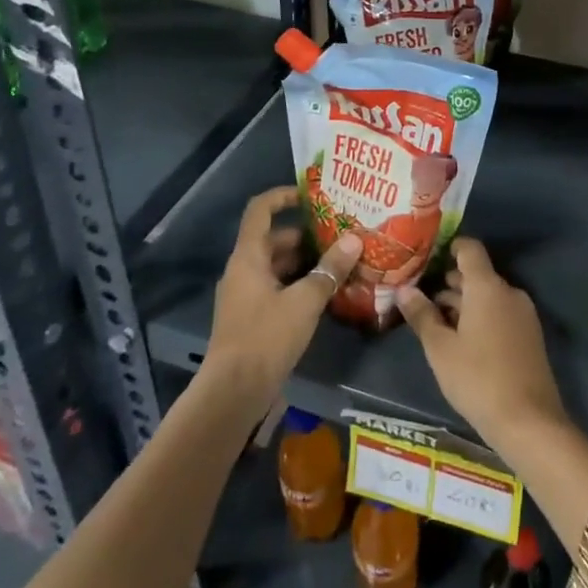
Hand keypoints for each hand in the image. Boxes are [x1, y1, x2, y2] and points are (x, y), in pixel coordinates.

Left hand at [203, 187, 359, 411]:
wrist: (233, 393)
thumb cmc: (266, 338)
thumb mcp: (305, 301)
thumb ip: (329, 269)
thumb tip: (354, 239)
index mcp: (248, 257)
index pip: (260, 210)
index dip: (282, 195)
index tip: (310, 194)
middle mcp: (242, 270)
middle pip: (273, 239)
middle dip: (305, 235)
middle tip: (339, 233)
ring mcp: (244, 295)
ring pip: (276, 265)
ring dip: (304, 262)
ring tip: (339, 262)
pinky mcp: (250, 317)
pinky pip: (275, 287)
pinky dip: (297, 284)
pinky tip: (324, 293)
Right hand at [395, 238, 565, 459]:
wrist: (529, 421)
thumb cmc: (477, 378)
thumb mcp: (440, 349)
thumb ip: (422, 315)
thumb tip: (405, 290)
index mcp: (487, 286)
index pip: (470, 249)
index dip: (450, 248)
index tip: (428, 258)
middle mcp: (508, 291)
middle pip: (478, 274)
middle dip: (451, 282)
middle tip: (422, 297)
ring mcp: (523, 314)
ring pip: (489, 296)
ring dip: (464, 303)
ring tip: (436, 322)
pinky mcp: (529, 335)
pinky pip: (501, 313)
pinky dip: (481, 317)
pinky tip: (462, 341)